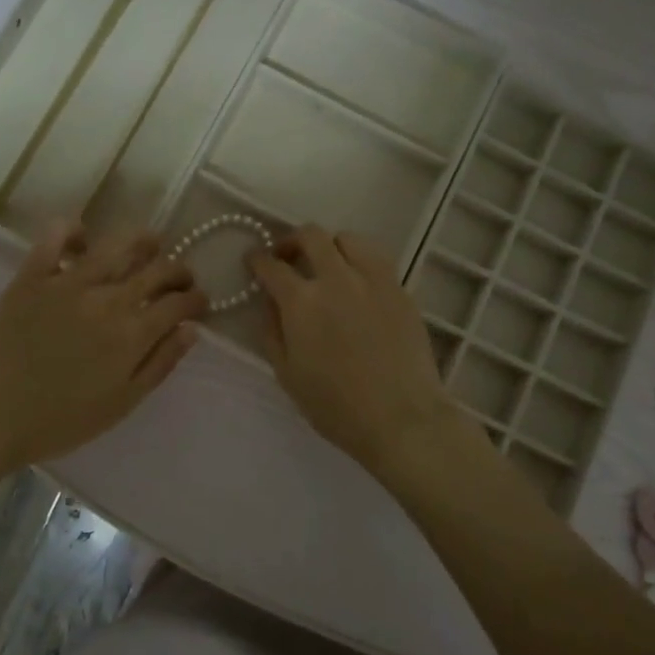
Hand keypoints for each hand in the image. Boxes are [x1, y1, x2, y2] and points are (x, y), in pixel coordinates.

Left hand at [0, 222, 206, 473]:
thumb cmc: (60, 421)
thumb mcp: (121, 403)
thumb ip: (160, 364)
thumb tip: (191, 330)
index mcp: (133, 333)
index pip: (180, 302)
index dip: (197, 299)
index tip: (199, 303)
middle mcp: (108, 298)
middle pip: (158, 268)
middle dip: (179, 270)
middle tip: (180, 278)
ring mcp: (68, 281)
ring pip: (117, 244)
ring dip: (142, 240)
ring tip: (150, 244)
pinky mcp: (32, 275)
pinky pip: (56, 236)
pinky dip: (74, 230)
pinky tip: (84, 239)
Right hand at [249, 225, 465, 475]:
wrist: (401, 418)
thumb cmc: (336, 406)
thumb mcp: (288, 375)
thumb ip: (272, 332)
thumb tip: (270, 304)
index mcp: (302, 302)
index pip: (271, 265)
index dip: (257, 260)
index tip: (253, 261)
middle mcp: (337, 279)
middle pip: (311, 235)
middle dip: (292, 240)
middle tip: (287, 257)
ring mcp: (373, 280)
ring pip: (348, 239)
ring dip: (330, 246)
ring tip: (327, 265)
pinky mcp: (401, 289)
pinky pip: (376, 259)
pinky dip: (359, 261)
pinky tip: (357, 282)